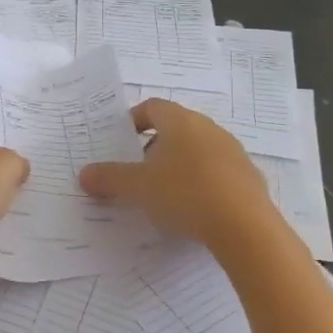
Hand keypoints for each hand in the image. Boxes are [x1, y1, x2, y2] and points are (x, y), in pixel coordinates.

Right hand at [79, 99, 276, 248]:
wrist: (245, 226)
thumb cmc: (184, 193)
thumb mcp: (138, 188)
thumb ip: (109, 178)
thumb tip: (84, 174)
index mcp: (180, 121)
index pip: (152, 106)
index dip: (133, 119)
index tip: (121, 140)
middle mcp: (209, 128)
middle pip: (175, 128)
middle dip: (154, 147)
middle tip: (137, 172)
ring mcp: (232, 151)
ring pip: (198, 150)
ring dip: (179, 165)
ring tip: (164, 193)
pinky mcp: (248, 177)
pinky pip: (217, 172)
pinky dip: (201, 182)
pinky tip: (193, 209)